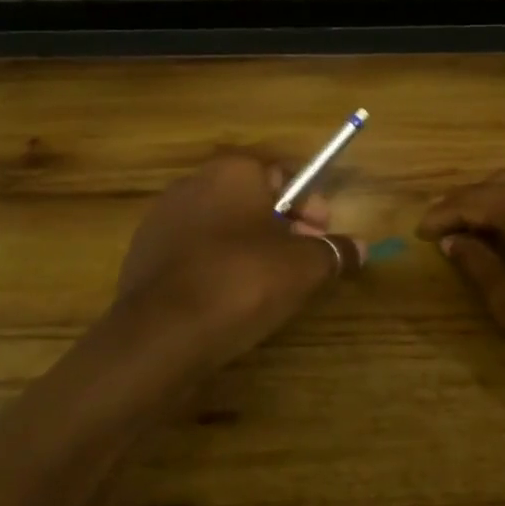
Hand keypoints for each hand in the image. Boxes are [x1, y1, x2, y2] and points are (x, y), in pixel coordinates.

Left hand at [117, 149, 364, 370]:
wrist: (161, 335)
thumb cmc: (242, 282)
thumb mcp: (304, 267)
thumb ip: (334, 251)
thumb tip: (359, 248)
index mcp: (233, 171)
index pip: (285, 174)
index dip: (312, 204)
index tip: (324, 235)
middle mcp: (194, 184)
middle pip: (254, 199)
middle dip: (285, 226)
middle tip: (305, 262)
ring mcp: (163, 220)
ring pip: (224, 226)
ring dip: (253, 247)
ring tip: (272, 285)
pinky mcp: (145, 256)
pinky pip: (198, 252)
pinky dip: (220, 266)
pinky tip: (233, 299)